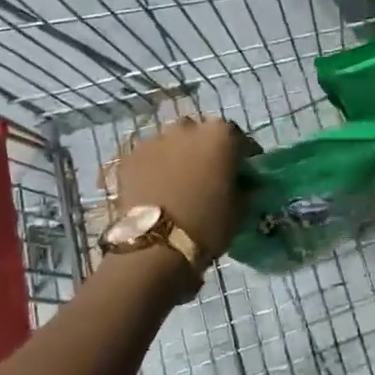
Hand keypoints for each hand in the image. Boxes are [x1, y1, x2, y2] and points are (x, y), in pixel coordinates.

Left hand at [112, 117, 249, 262]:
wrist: (155, 246)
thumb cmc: (207, 225)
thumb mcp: (240, 209)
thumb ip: (244, 187)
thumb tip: (243, 183)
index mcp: (220, 135)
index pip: (239, 138)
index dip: (242, 156)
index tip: (243, 172)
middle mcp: (187, 128)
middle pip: (201, 134)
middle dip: (206, 150)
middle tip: (208, 175)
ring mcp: (155, 139)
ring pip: (172, 143)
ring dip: (178, 156)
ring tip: (178, 182)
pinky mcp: (130, 156)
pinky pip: (149, 157)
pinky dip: (154, 168)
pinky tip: (155, 188)